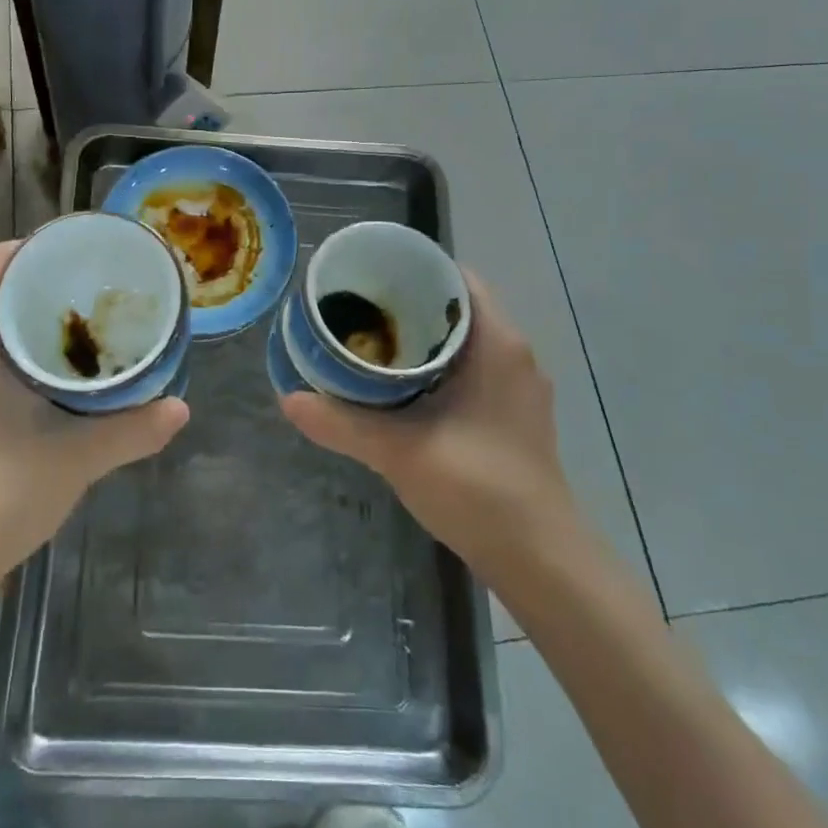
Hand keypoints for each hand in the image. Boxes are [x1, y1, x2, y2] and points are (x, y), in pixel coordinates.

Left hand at [0, 241, 189, 606]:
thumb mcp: (74, 462)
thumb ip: (130, 430)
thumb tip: (183, 408)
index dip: (36, 248)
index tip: (81, 257)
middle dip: (38, 286)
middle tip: (93, 292)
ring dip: (21, 320)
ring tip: (77, 328)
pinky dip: (5, 348)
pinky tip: (43, 373)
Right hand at [282, 274, 578, 583]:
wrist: (540, 559)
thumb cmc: (478, 488)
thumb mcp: (399, 451)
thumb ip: (341, 423)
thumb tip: (288, 398)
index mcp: (497, 343)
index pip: (457, 278)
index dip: (413, 269)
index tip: (368, 273)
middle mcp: (513, 354)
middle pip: (455, 307)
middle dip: (407, 303)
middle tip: (355, 306)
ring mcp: (515, 386)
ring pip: (462, 341)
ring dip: (420, 336)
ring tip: (368, 338)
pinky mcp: (510, 414)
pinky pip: (469, 368)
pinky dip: (434, 365)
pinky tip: (397, 385)